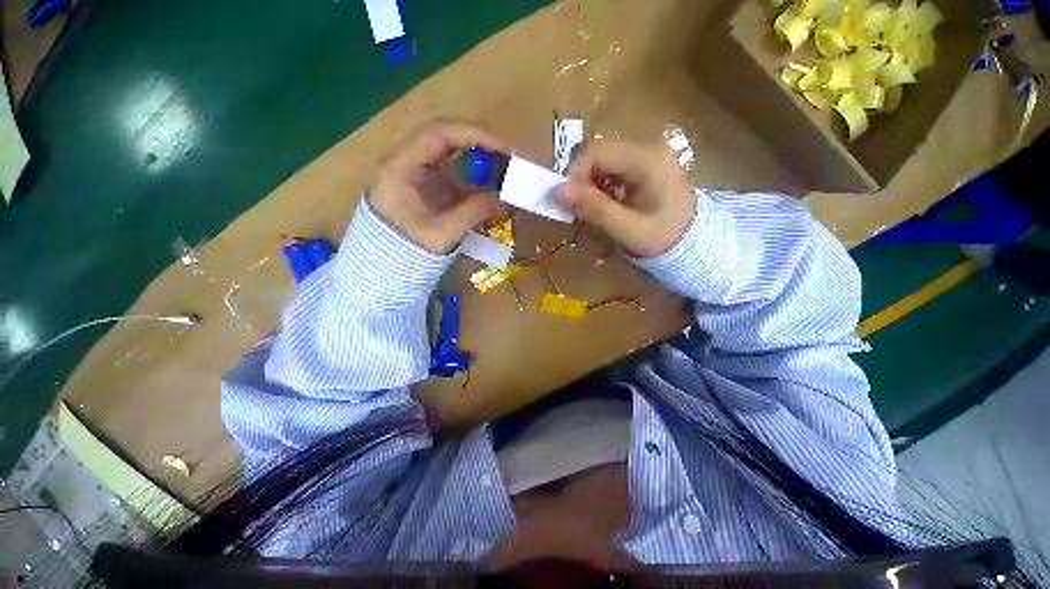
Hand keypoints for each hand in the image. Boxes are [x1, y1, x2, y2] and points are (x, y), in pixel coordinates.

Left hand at [370, 122, 503, 253]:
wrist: (386, 266)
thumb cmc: (407, 251)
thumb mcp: (441, 234)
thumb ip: (472, 213)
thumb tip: (502, 197)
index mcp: (400, 167)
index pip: (438, 135)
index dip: (473, 136)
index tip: (502, 148)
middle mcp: (406, 161)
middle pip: (445, 138)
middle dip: (479, 145)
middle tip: (507, 156)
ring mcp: (416, 173)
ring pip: (450, 155)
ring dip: (477, 160)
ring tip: (503, 170)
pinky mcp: (426, 187)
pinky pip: (452, 174)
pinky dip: (473, 178)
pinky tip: (490, 187)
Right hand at [553, 140, 695, 257]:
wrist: (692, 240)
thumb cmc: (662, 237)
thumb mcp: (626, 228)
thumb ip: (594, 208)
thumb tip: (556, 191)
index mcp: (647, 160)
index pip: (596, 151)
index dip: (574, 174)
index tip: (568, 202)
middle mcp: (648, 147)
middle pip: (598, 153)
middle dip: (582, 181)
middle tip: (580, 208)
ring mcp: (647, 152)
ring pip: (602, 159)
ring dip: (590, 183)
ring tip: (595, 208)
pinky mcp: (644, 161)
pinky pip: (611, 166)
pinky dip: (601, 184)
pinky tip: (607, 202)